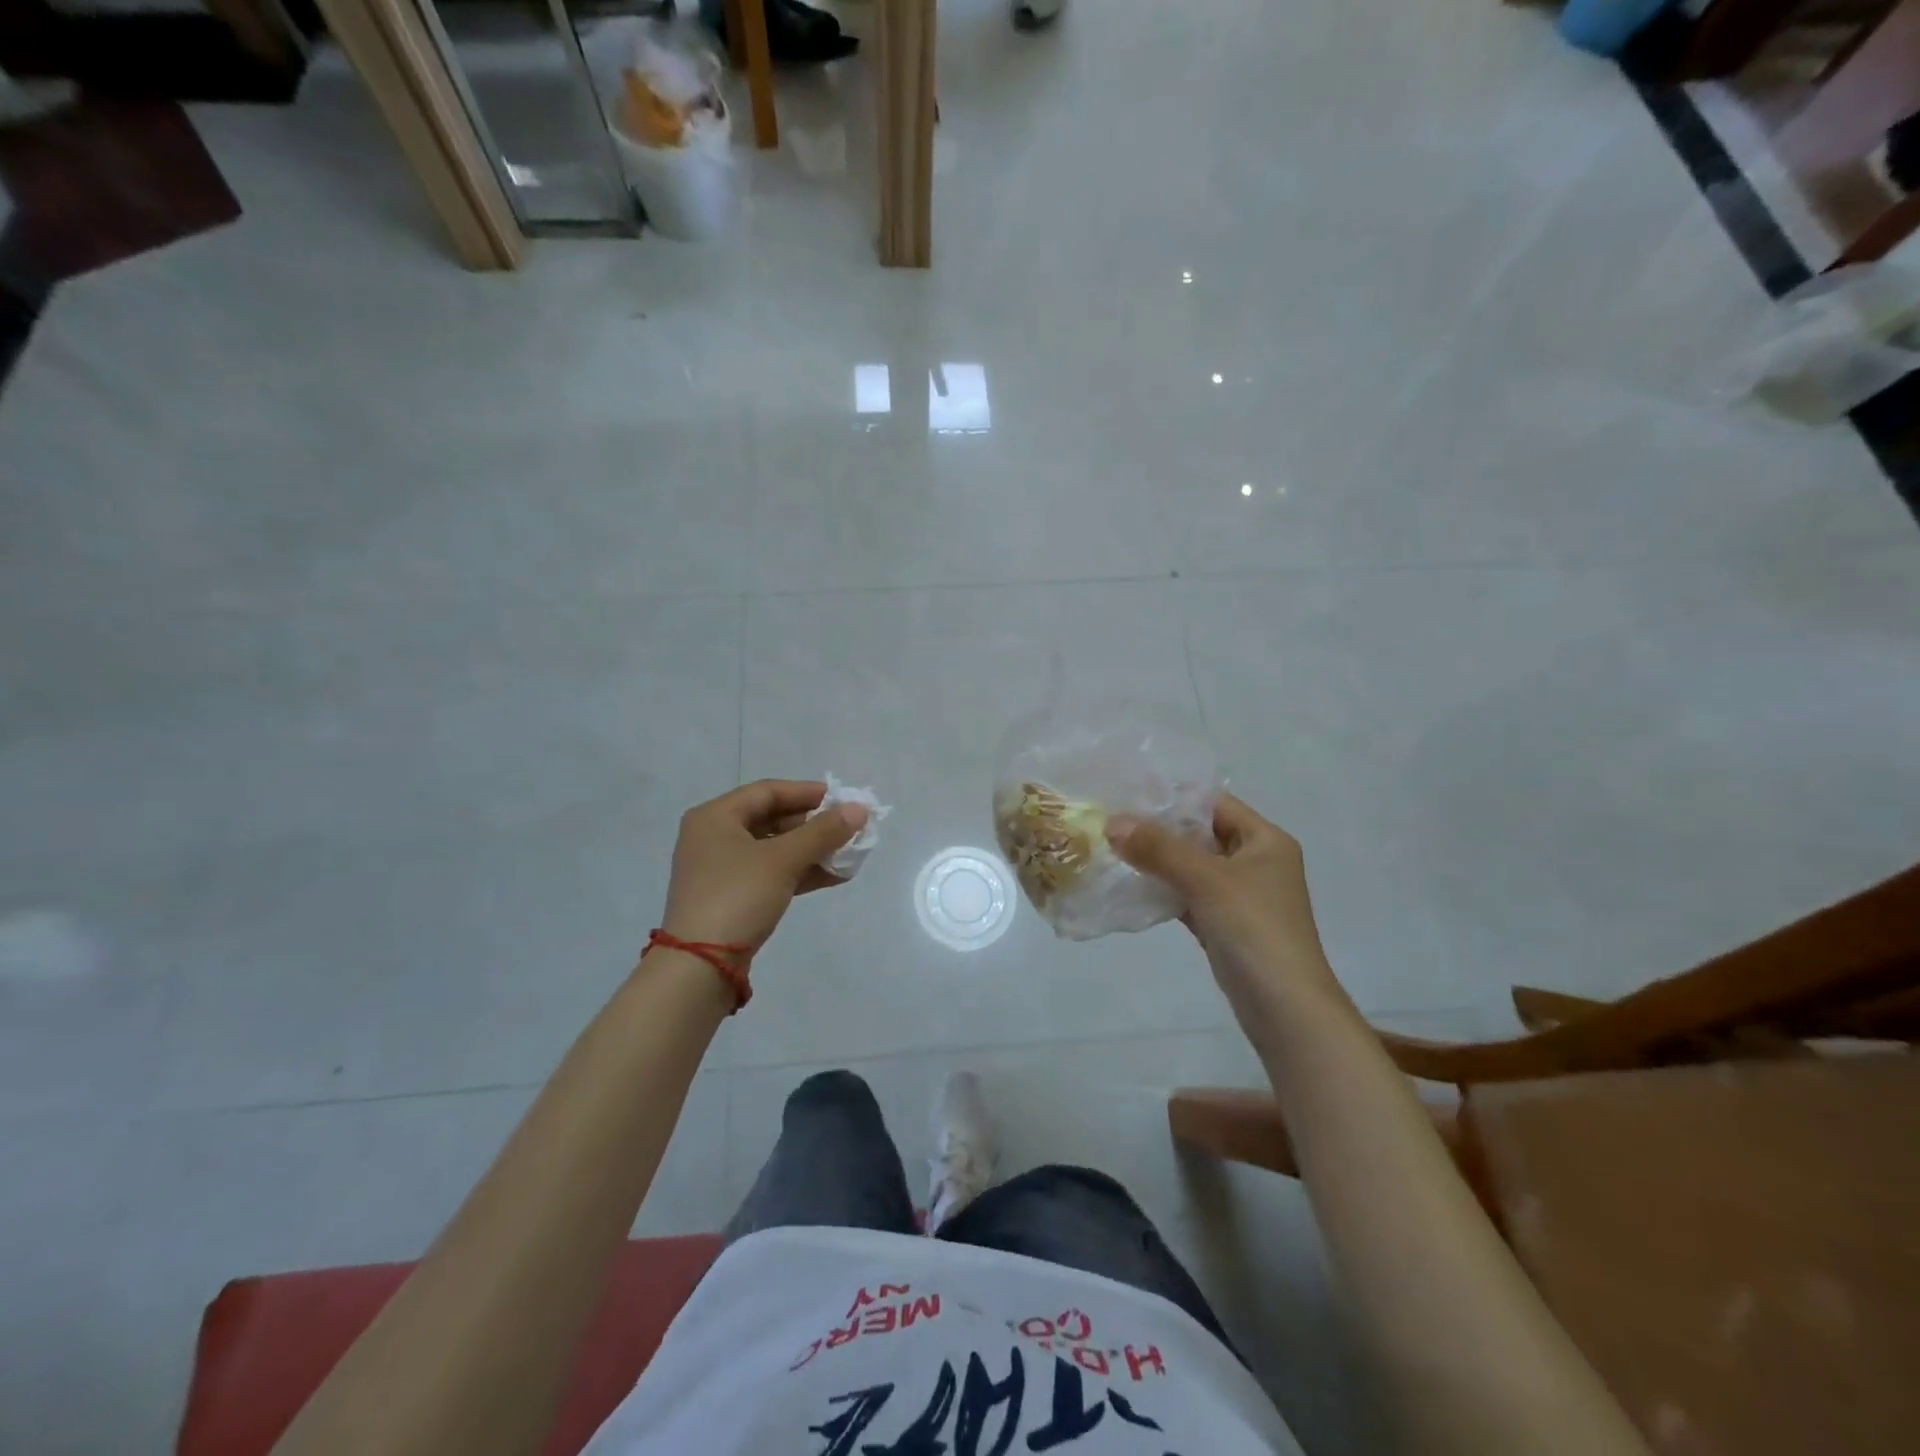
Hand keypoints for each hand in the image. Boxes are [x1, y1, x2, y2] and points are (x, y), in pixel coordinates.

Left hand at [660, 780, 867, 952]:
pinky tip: (834, 876)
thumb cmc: (737, 896)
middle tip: (848, 829)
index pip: (767, 791)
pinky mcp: (731, 897)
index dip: (807, 792)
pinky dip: (800, 872)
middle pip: (771, 819)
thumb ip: (823, 832)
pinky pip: (771, 873)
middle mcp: (713, 837)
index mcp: (715, 817)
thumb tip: (859, 810)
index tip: (841, 799)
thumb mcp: (783, 860)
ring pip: (774, 849)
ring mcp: (721, 869)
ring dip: (811, 850)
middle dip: (813, 825)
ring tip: (848, 855)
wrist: (700, 966)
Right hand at [1107, 795, 1340, 1024]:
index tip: (1129, 797)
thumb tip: (1113, 822)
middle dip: (1159, 830)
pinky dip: (1163, 891)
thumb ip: (1159, 848)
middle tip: (1112, 824)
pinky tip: (1130, 887)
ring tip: (1113, 851)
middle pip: (1201, 834)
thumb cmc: (1254, 929)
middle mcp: (1256, 862)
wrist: (1285, 1008)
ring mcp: (1240, 896)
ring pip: (1192, 867)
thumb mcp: (1206, 880)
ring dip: (1157, 861)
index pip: (1214, 804)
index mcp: (1265, 840)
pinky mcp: (1225, 925)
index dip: (1174, 798)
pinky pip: (1188, 896)